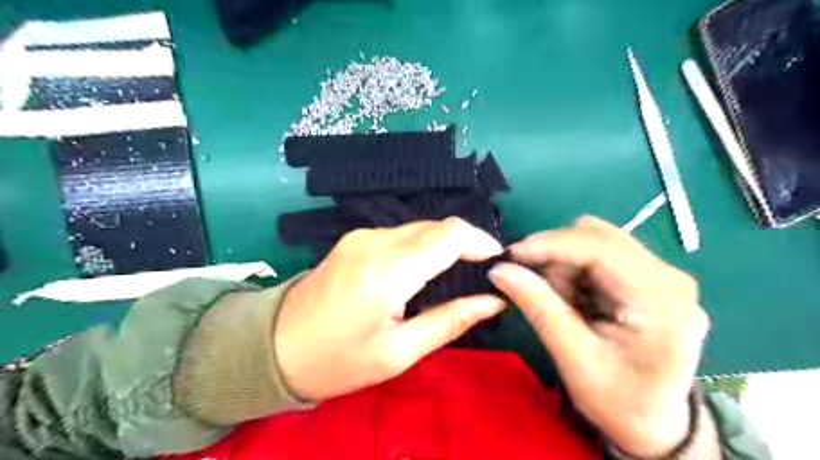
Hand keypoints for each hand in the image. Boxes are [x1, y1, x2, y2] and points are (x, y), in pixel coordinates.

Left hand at [275, 217, 507, 400]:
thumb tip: (493, 301)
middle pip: (436, 226)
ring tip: (455, 275)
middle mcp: (373, 241)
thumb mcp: (399, 351)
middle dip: (466, 244)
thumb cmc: (338, 361)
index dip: (480, 242)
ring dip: (444, 245)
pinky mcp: (355, 238)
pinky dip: (422, 247)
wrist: (275, 348)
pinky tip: (424, 271)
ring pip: (420, 227)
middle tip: (480, 274)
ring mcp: (361, 235)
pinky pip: (401, 233)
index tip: (497, 262)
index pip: (449, 235)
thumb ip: (450, 320)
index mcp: (386, 271)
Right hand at [486, 215, 712, 456]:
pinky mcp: (648, 278)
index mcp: (661, 299)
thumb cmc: (619, 401)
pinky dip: (574, 271)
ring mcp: (661, 275)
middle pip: (598, 237)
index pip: (599, 248)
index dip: (550, 244)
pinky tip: (575, 300)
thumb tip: (500, 270)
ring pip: (595, 241)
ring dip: (565, 265)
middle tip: (537, 290)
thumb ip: (539, 309)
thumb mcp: (574, 359)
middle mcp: (668, 276)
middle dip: (557, 257)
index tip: (510, 256)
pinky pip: (599, 255)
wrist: (654, 424)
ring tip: (562, 304)